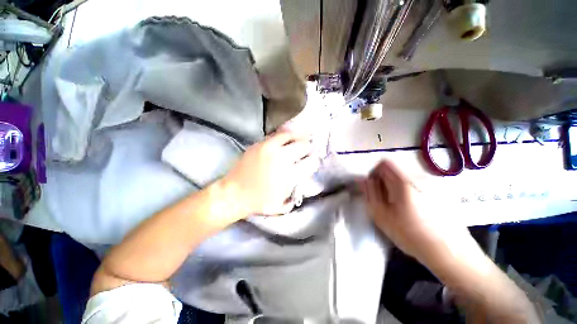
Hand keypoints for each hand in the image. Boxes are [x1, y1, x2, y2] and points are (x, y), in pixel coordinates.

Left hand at [221, 131, 318, 215]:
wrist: (234, 194)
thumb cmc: (258, 203)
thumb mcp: (282, 206)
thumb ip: (296, 193)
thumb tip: (304, 180)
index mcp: (289, 175)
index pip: (311, 163)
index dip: (314, 162)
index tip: (313, 162)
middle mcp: (282, 159)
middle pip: (304, 146)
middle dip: (308, 148)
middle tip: (308, 150)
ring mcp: (270, 148)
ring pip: (291, 135)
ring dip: (299, 137)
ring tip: (302, 139)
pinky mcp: (259, 144)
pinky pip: (277, 134)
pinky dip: (286, 135)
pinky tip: (288, 137)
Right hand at [359, 160, 472, 265]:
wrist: (450, 252)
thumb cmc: (411, 234)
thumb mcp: (381, 215)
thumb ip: (369, 194)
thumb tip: (362, 180)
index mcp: (403, 181)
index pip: (384, 163)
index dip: (374, 173)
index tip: (373, 187)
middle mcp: (418, 178)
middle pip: (395, 171)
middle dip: (385, 182)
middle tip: (385, 201)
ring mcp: (432, 185)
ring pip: (405, 179)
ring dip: (396, 188)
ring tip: (399, 208)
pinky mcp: (440, 193)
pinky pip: (417, 186)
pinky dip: (409, 193)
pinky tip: (414, 211)